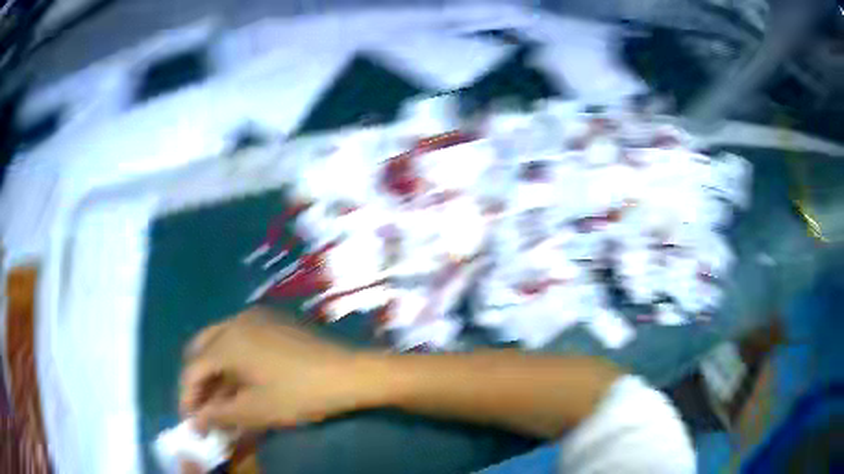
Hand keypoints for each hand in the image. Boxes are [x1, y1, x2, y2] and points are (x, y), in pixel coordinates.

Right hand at [180, 307, 373, 431]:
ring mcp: (256, 318)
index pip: (193, 368)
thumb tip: (196, 420)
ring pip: (221, 345)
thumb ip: (219, 414)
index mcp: (227, 339)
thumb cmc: (300, 393)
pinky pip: (241, 342)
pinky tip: (240, 386)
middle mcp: (236, 320)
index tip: (189, 421)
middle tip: (203, 410)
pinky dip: (233, 363)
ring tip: (221, 404)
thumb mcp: (256, 410)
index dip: (187, 397)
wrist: (349, 373)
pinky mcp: (273, 323)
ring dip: (216, 373)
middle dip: (199, 381)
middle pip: (203, 351)